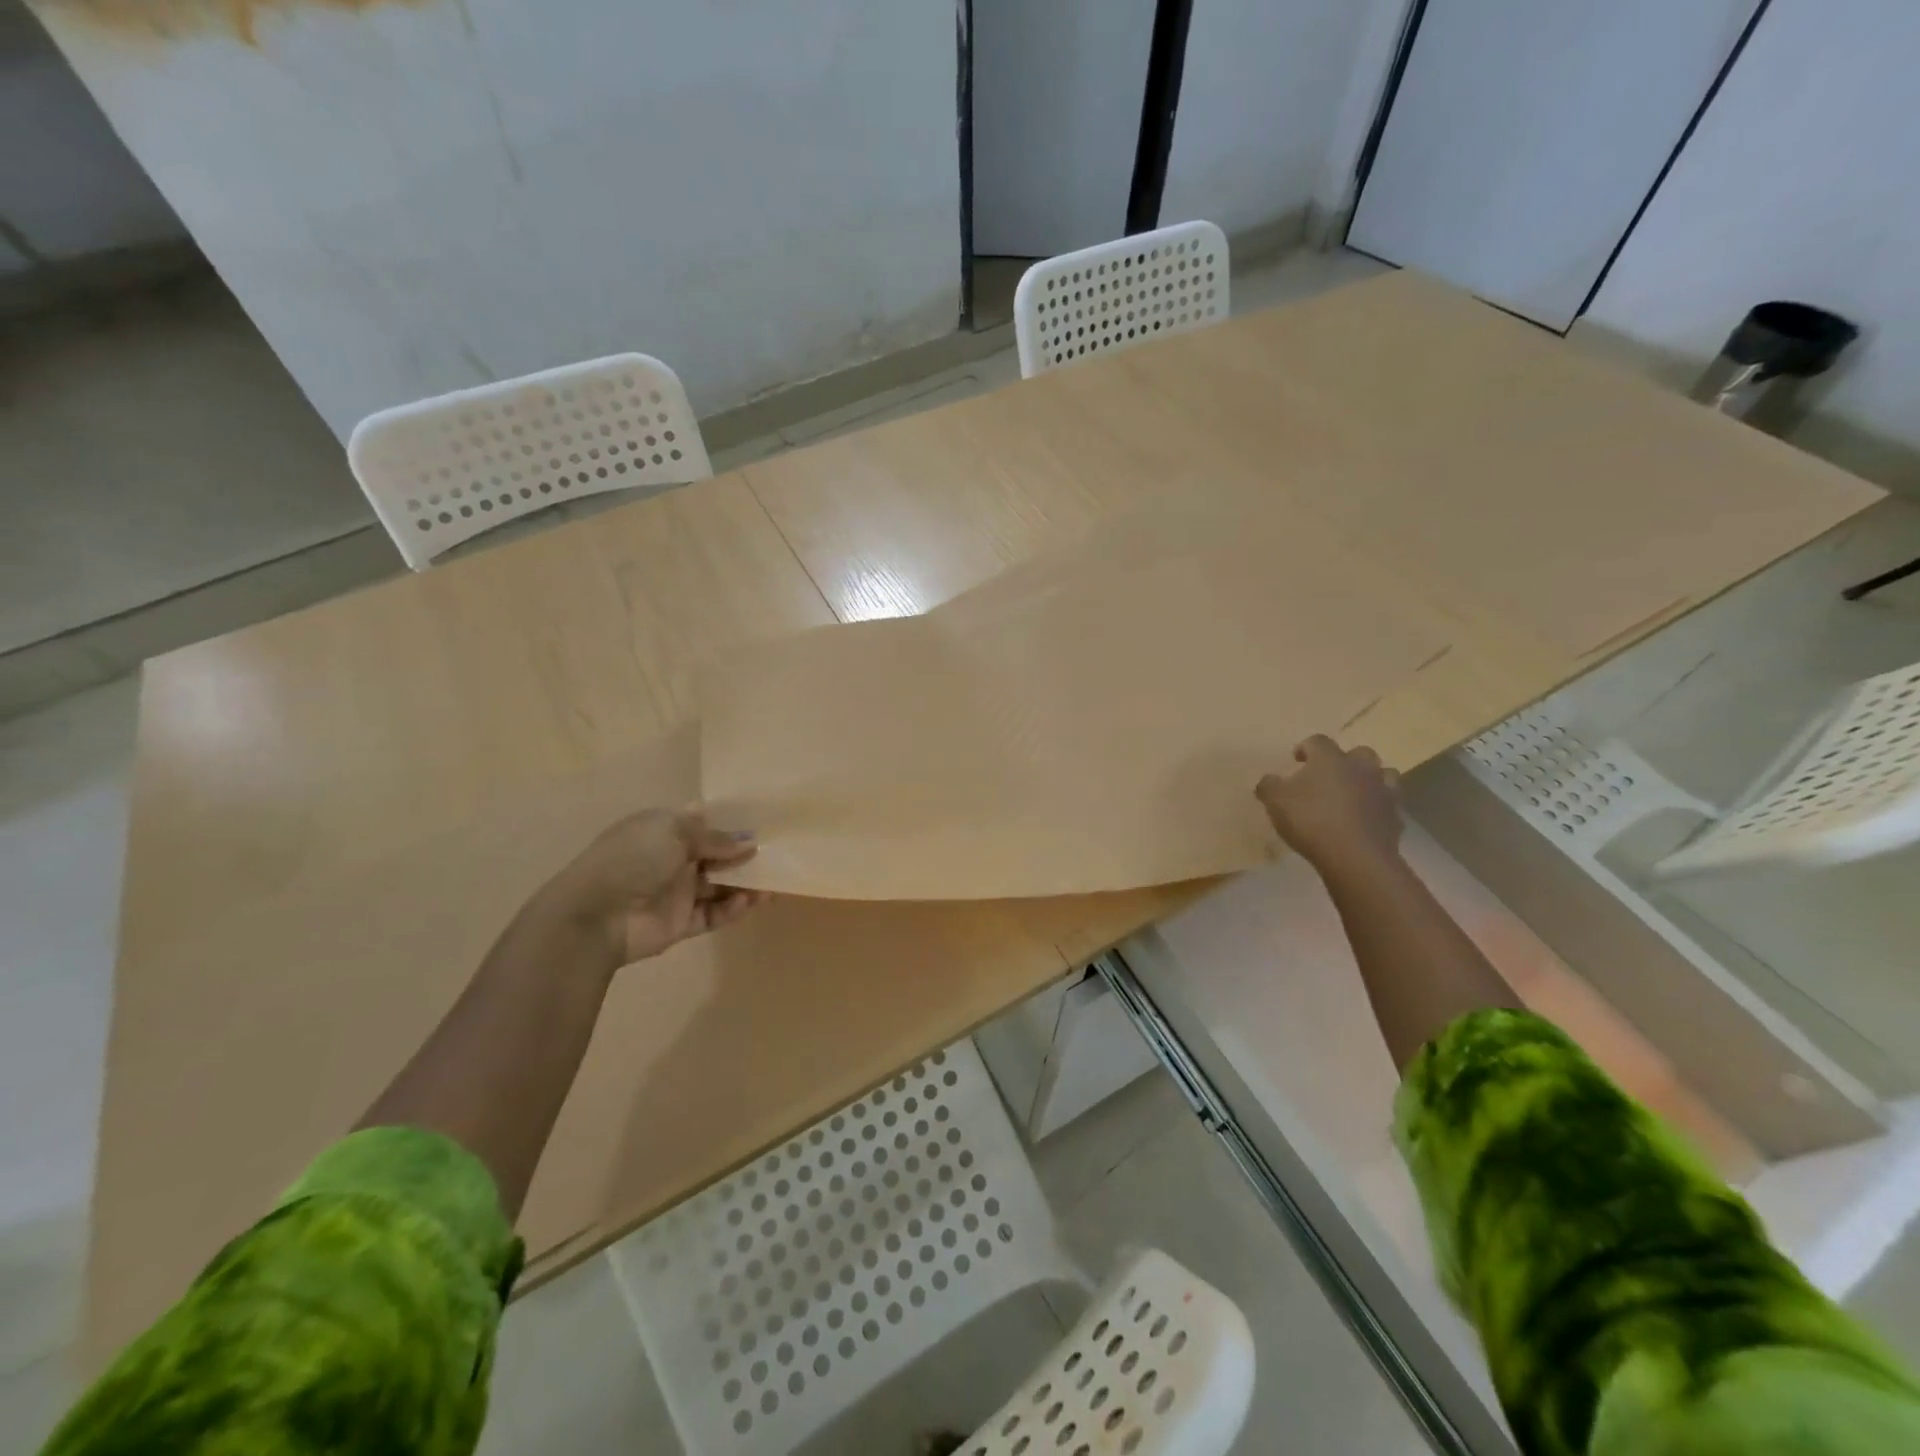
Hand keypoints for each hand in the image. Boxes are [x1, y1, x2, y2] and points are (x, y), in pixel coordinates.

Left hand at [542, 809, 768, 965]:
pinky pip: (712, 914)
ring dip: (744, 885)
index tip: (762, 826)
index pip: (702, 824)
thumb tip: (748, 843)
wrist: (596, 915)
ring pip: (718, 887)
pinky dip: (731, 909)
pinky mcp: (680, 923)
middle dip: (743, 856)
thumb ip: (714, 837)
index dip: (730, 824)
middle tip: (774, 858)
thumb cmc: (633, 859)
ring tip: (771, 885)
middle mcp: (671, 859)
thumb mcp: (673, 831)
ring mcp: (676, 892)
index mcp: (663, 830)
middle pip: (715, 856)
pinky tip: (747, 902)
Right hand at [1256, 736, 1402, 874]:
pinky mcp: (1396, 815)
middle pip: (1357, 752)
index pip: (1317, 741)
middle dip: (1344, 761)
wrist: (1355, 857)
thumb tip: (1269, 780)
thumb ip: (1269, 786)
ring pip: (1382, 774)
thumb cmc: (1311, 821)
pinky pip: (1388, 803)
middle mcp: (1360, 767)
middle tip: (1328, 777)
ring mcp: (1383, 790)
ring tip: (1353, 794)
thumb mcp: (1275, 802)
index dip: (1305, 748)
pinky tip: (1364, 820)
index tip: (1296, 760)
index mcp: (1330, 758)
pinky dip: (1377, 806)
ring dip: (1368, 779)